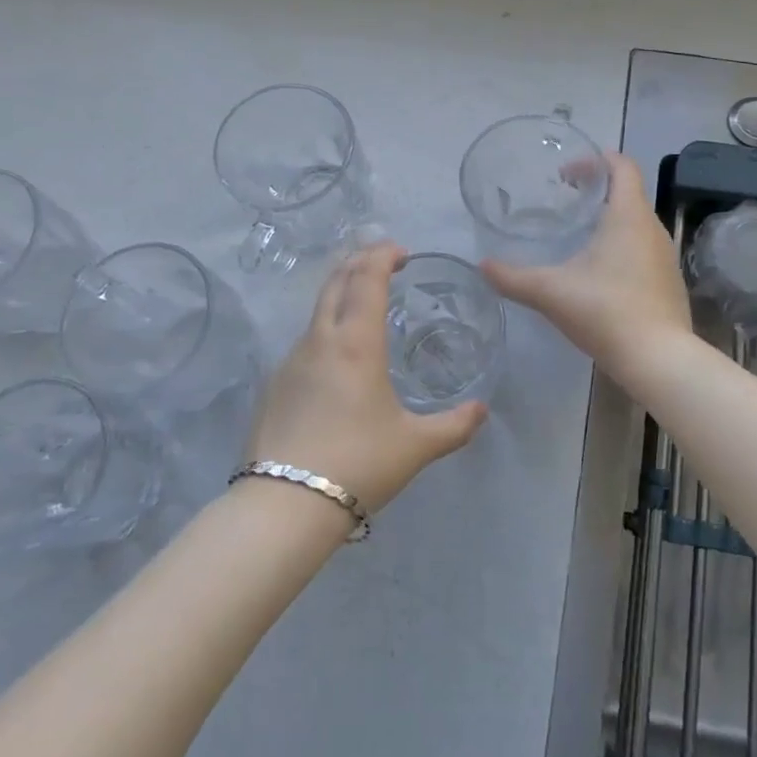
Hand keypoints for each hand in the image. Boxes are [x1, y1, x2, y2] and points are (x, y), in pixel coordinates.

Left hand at [245, 242, 487, 513]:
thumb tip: (482, 410)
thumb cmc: (359, 463)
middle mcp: (320, 340)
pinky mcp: (274, 385)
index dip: (382, 255)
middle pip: (336, 281)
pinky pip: (306, 341)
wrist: (284, 505)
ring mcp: (291, 361)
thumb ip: (454, 425)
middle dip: (359, 262)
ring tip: (364, 306)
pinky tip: (338, 359)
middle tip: (383, 263)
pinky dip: (326, 328)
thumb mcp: (415, 445)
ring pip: (317, 310)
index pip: (367, 278)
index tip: (401, 251)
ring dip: (340, 293)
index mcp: (356, 343)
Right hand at [481, 153, 692, 373]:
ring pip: (637, 223)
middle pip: (628, 193)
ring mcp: (666, 256)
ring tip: (579, 237)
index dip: (596, 160)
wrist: (658, 359)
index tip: (567, 173)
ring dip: (610, 220)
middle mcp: (652, 228)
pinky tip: (600, 274)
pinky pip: (644, 250)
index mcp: (628, 216)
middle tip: (564, 203)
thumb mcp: (551, 292)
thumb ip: (513, 278)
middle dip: (597, 191)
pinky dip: (622, 247)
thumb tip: (482, 266)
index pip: (622, 166)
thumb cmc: (605, 311)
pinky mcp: (669, 282)